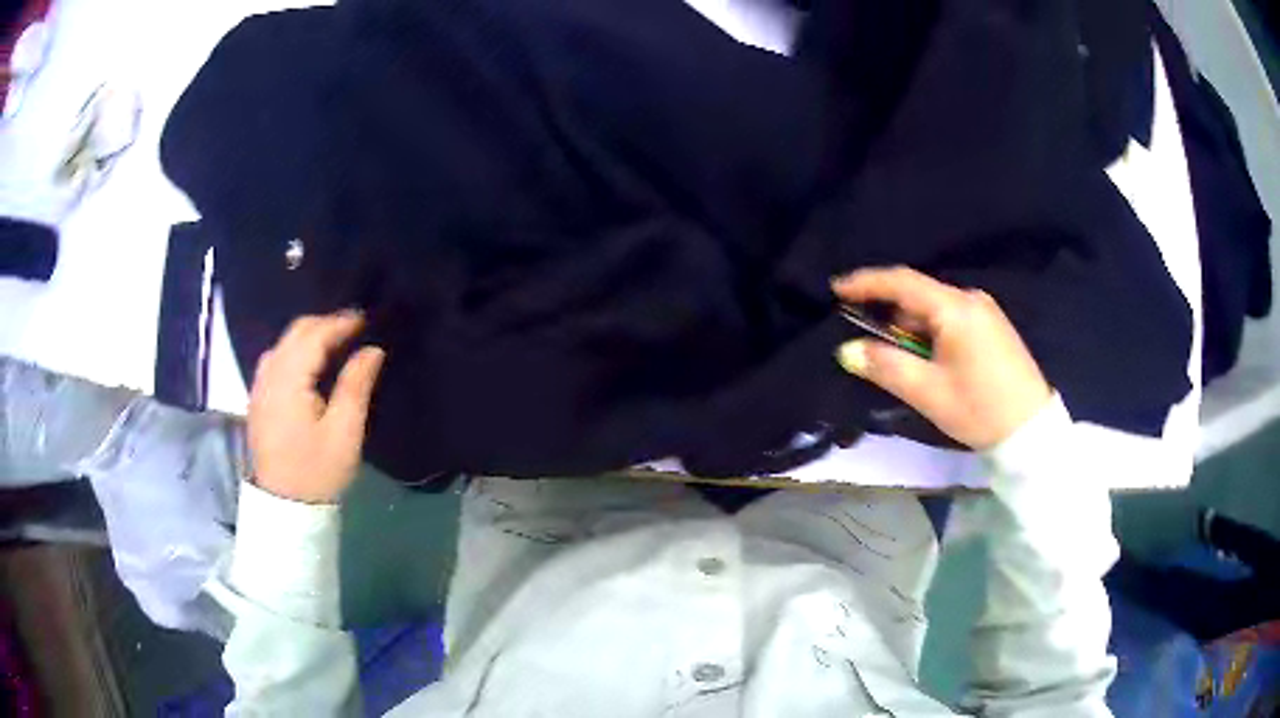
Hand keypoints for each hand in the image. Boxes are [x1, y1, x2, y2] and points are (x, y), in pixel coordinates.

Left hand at [248, 311, 385, 503]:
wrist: (285, 507)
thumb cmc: (317, 471)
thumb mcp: (344, 433)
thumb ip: (355, 385)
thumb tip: (372, 350)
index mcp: (289, 381)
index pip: (314, 336)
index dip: (340, 323)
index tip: (367, 318)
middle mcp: (269, 375)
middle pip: (295, 333)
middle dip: (324, 324)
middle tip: (355, 327)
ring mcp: (260, 386)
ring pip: (283, 343)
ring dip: (309, 335)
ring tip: (336, 341)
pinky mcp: (258, 398)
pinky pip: (276, 358)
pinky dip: (296, 349)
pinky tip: (311, 362)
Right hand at [832, 267, 1051, 449]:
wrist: (1031, 429)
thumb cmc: (978, 409)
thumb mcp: (927, 392)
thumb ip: (885, 366)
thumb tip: (847, 350)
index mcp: (954, 308)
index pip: (902, 282)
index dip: (866, 283)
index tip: (836, 289)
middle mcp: (971, 299)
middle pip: (919, 295)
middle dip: (889, 312)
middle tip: (867, 337)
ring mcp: (986, 312)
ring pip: (935, 309)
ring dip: (912, 327)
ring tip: (901, 359)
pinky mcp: (993, 327)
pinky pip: (952, 319)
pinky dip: (931, 332)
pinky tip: (929, 359)